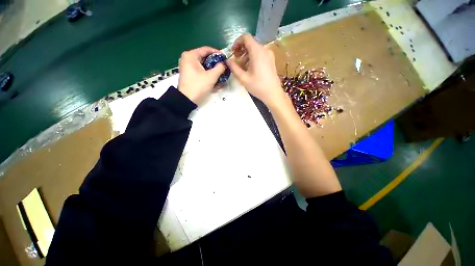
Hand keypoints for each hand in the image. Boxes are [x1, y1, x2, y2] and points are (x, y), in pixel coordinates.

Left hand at [178, 46, 225, 104]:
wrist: (187, 100)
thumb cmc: (198, 86)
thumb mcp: (211, 77)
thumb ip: (219, 68)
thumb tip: (224, 64)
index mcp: (191, 55)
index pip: (206, 49)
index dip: (217, 53)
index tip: (225, 58)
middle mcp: (188, 59)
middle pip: (205, 58)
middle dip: (215, 64)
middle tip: (224, 68)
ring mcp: (188, 68)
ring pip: (204, 66)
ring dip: (213, 71)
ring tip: (221, 76)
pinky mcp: (190, 76)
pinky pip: (201, 72)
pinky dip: (208, 76)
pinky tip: (216, 82)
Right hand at [226, 33, 285, 105]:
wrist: (273, 93)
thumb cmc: (258, 86)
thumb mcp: (243, 78)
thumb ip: (234, 67)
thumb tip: (227, 60)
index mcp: (257, 51)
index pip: (246, 37)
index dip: (237, 42)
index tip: (233, 52)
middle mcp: (264, 49)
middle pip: (250, 43)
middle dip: (241, 49)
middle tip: (236, 59)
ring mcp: (269, 55)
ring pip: (255, 49)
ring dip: (246, 55)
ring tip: (242, 66)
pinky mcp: (271, 60)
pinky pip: (260, 54)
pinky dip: (253, 58)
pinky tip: (250, 68)